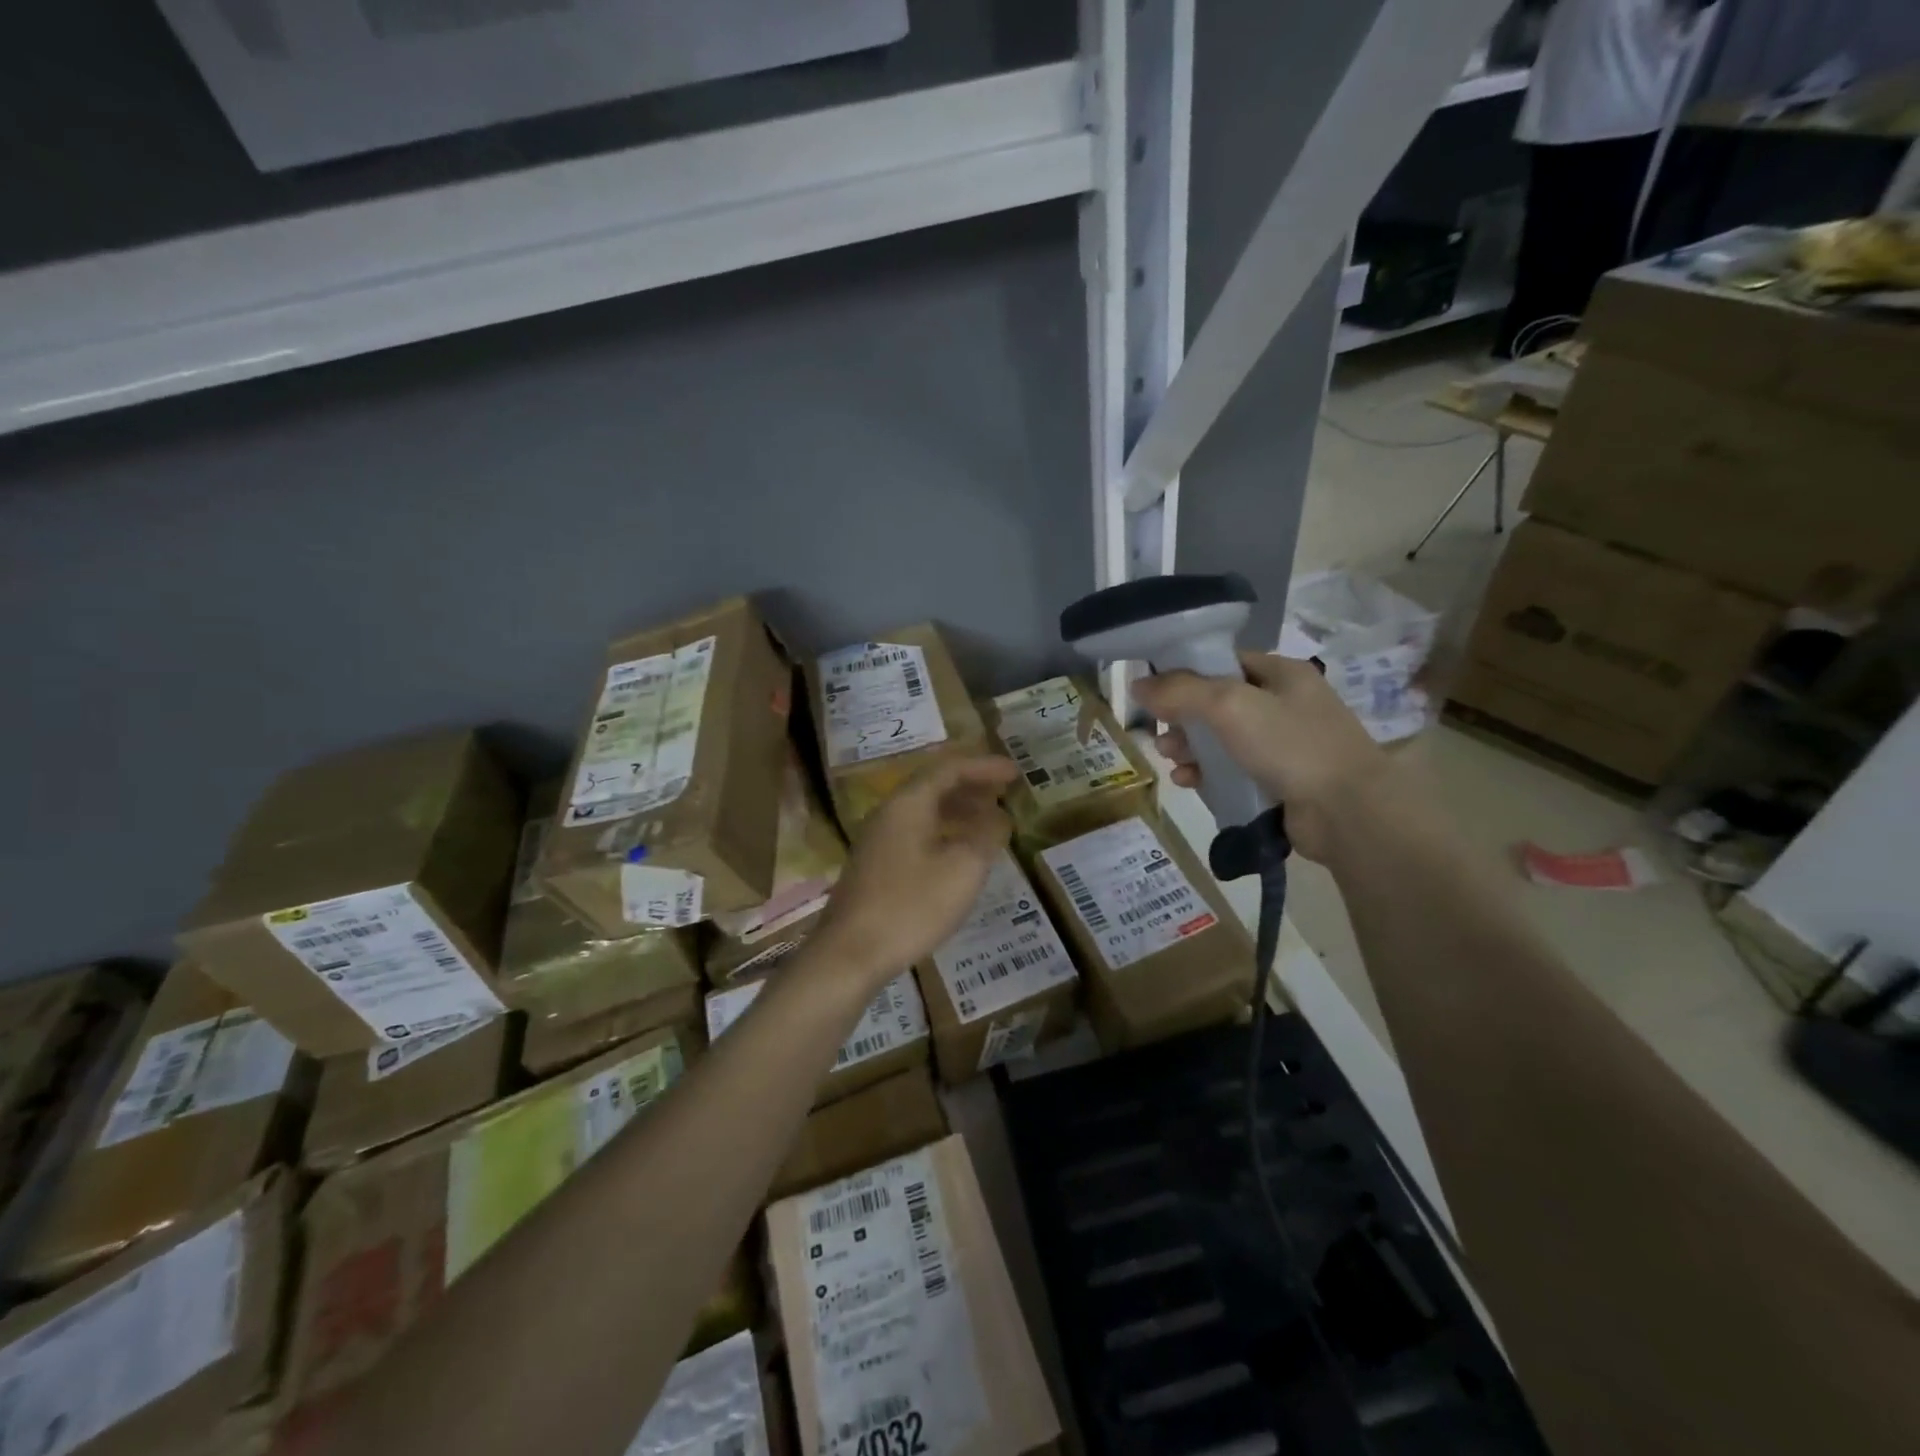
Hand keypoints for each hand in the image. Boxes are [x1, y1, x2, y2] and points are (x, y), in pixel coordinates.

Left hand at [809, 755, 1019, 987]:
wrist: (851, 954)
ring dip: (960, 810)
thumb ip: (986, 836)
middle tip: (1005, 792)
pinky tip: (961, 853)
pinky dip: (944, 832)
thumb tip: (999, 818)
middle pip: (934, 786)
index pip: (949, 768)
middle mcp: (889, 813)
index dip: (984, 767)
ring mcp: (878, 840)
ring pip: (925, 811)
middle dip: (972, 785)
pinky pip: (916, 833)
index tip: (1015, 773)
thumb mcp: (963, 869)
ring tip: (992, 821)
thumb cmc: (911, 906)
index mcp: (908, 804)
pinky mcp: (876, 865)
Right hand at [1131, 652, 1394, 862]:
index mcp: (1282, 673)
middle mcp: (1285, 704)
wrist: (1347, 812)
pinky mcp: (1280, 782)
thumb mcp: (1229, 706)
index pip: (1223, 662)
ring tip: (1169, 758)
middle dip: (1183, 718)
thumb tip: (1137, 685)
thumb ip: (1180, 691)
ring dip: (1190, 747)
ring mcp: (1285, 745)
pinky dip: (1207, 773)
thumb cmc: (1290, 744)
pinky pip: (1233, 771)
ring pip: (1222, 740)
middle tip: (1160, 732)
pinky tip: (1187, 781)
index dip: (1186, 673)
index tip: (1154, 691)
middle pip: (1218, 703)